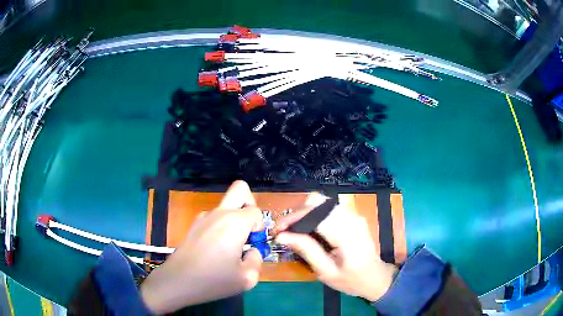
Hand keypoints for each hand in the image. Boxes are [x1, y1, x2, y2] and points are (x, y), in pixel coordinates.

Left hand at [140, 181, 263, 313]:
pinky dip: (220, 227)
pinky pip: (213, 218)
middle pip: (240, 189)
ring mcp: (204, 217)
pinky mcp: (194, 225)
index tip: (253, 242)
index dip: (259, 226)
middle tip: (248, 227)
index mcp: (235, 222)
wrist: (178, 281)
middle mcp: (220, 213)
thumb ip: (257, 260)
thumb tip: (252, 251)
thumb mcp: (247, 278)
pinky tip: (214, 249)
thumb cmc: (214, 279)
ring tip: (229, 248)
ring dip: (233, 219)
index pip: (256, 211)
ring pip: (226, 206)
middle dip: (250, 202)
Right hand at [275, 193, 397, 301]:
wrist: (376, 278)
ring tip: (293, 232)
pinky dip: (314, 215)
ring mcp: (353, 215)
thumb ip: (306, 250)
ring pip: (322, 202)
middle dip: (297, 214)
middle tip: (284, 232)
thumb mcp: (326, 271)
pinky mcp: (352, 217)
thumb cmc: (351, 280)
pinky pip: (328, 209)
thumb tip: (281, 236)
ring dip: (304, 214)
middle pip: (318, 202)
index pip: (315, 214)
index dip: (293, 218)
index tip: (277, 231)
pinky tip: (308, 230)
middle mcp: (351, 218)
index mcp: (346, 233)